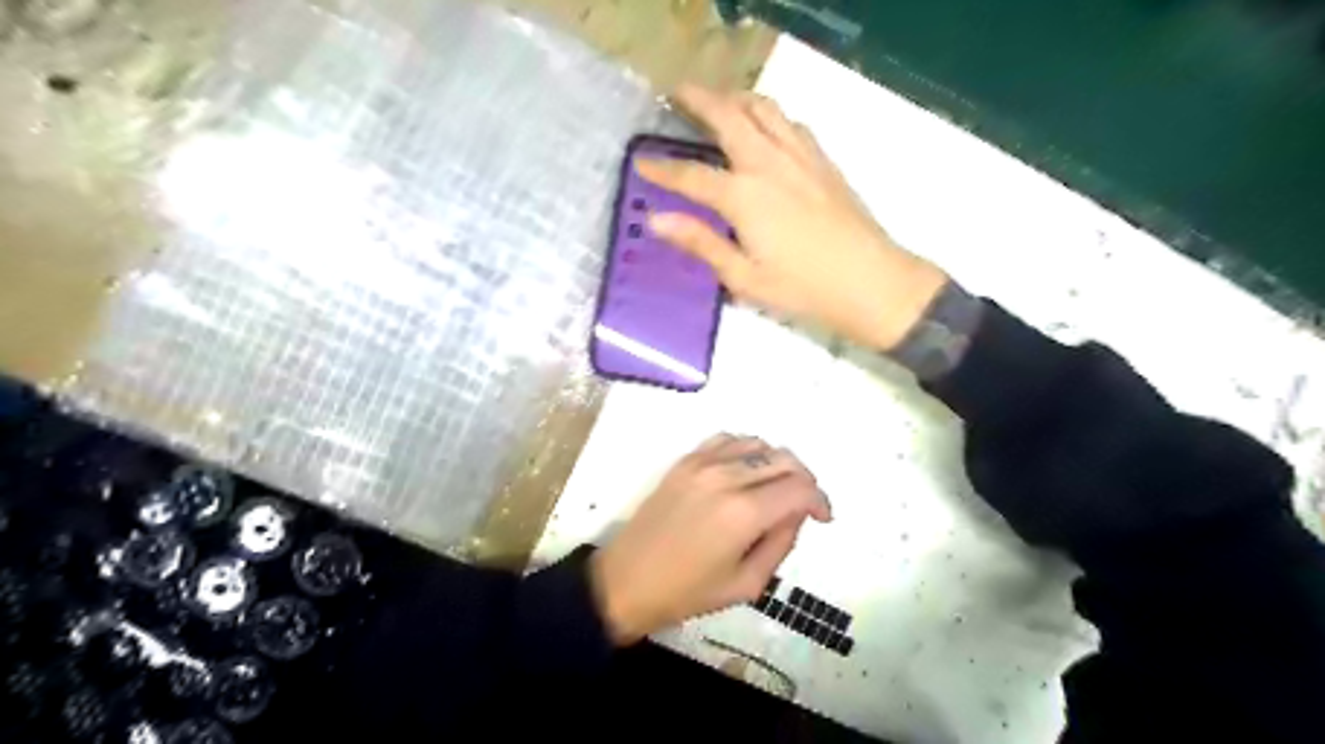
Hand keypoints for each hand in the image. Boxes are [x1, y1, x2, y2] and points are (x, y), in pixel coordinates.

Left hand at [590, 436, 823, 645]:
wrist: (627, 580)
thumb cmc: (688, 592)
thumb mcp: (747, 584)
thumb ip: (781, 543)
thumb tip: (797, 513)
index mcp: (744, 512)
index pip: (800, 488)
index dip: (820, 501)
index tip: (823, 518)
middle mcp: (727, 477)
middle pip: (785, 460)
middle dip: (804, 481)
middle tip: (804, 505)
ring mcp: (703, 463)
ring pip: (759, 444)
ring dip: (778, 463)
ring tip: (777, 488)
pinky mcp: (685, 461)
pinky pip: (727, 440)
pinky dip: (747, 449)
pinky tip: (747, 471)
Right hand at [638, 83, 945, 350]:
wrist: (871, 282)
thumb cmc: (802, 289)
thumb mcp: (744, 277)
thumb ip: (701, 243)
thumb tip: (656, 220)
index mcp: (744, 196)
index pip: (692, 176)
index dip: (662, 169)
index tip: (641, 161)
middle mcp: (769, 164)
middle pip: (729, 117)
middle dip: (699, 100)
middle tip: (677, 92)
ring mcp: (800, 157)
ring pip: (764, 109)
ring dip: (736, 98)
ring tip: (720, 101)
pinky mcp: (823, 161)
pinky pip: (791, 123)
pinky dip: (770, 115)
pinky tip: (767, 128)